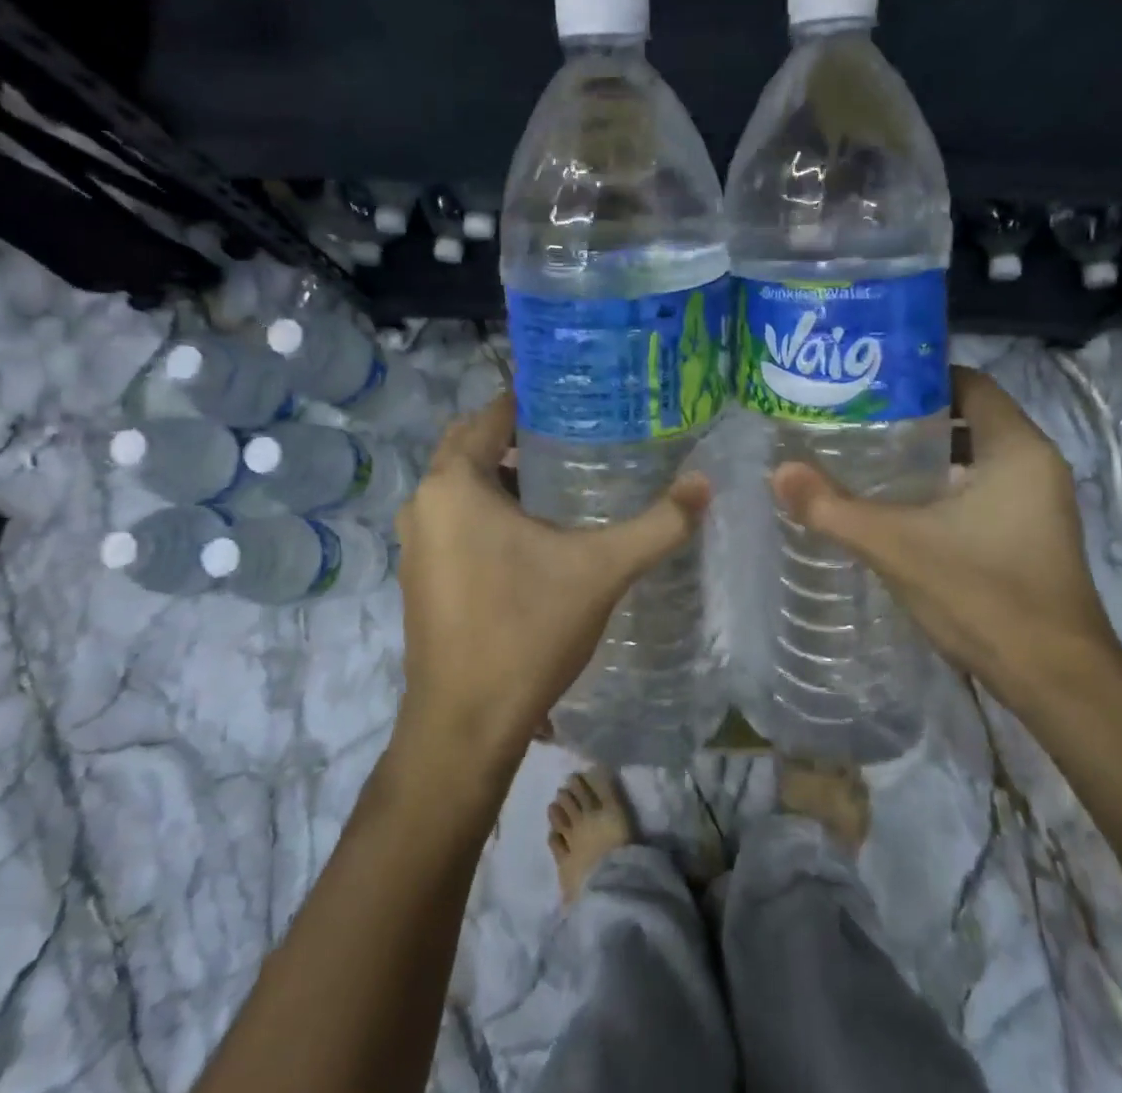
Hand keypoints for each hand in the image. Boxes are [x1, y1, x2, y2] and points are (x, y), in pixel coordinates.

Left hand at [393, 394, 710, 769]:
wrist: (464, 724)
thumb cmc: (526, 629)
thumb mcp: (601, 570)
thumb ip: (657, 525)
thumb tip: (705, 484)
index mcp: (454, 483)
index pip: (491, 416)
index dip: (531, 400)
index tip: (576, 398)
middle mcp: (424, 502)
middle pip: (471, 445)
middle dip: (517, 435)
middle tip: (576, 434)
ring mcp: (416, 542)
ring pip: (462, 485)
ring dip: (502, 474)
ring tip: (561, 478)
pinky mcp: (420, 575)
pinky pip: (454, 519)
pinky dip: (487, 510)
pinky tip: (533, 534)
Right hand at [770, 366, 1121, 709]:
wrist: (1055, 682)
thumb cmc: (983, 594)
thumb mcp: (896, 546)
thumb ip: (833, 508)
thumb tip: (779, 473)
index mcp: (1016, 449)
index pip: (969, 383)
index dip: (919, 376)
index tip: (868, 383)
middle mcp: (1035, 465)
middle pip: (969, 417)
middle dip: (913, 415)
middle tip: (855, 417)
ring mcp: (1038, 503)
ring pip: (975, 456)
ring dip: (927, 454)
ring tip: (866, 453)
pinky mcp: (1031, 535)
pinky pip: (982, 488)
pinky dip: (943, 485)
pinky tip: (899, 504)